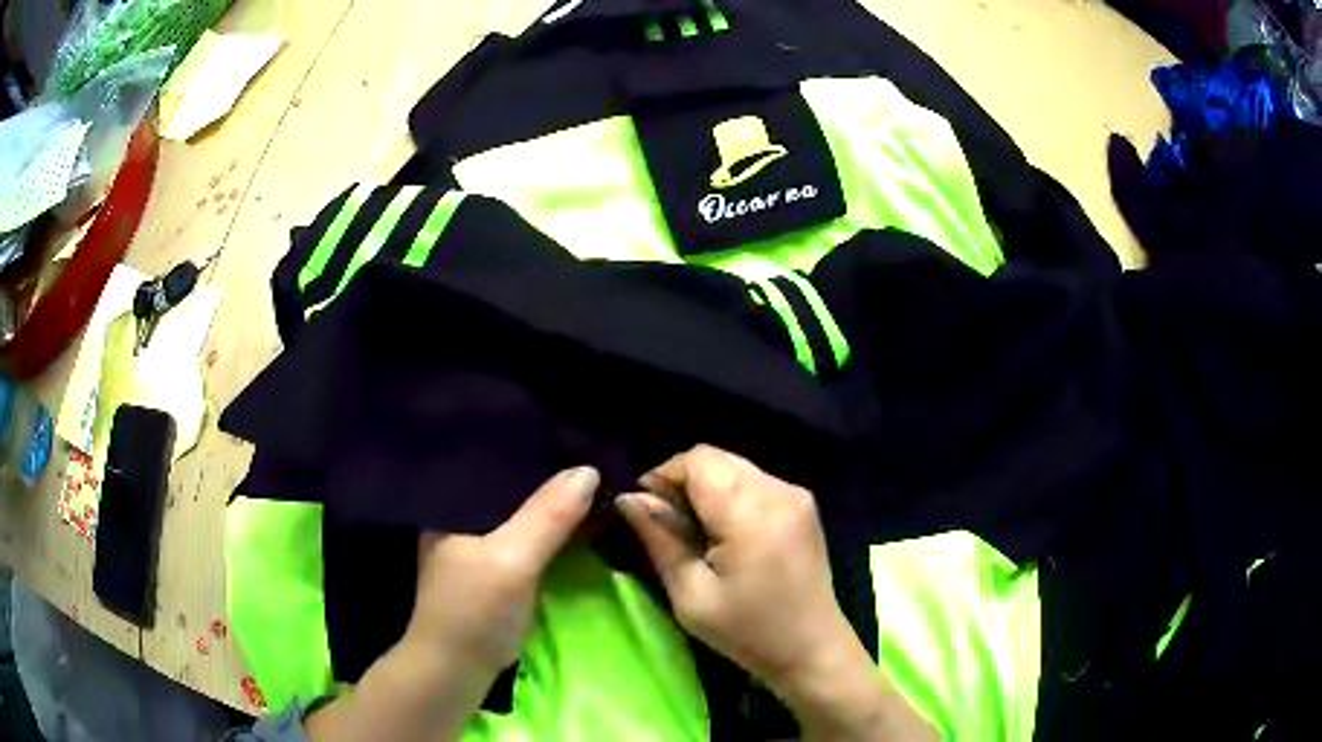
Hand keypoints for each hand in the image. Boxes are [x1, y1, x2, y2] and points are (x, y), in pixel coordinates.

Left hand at [308, 466, 598, 741]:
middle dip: (547, 468)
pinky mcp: (494, 559)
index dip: (531, 440)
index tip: (573, 425)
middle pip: (510, 479)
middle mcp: (462, 511)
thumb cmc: (474, 610)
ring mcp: (478, 536)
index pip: (492, 454)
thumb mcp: (512, 560)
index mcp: (453, 500)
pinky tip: (576, 511)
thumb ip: (546, 517)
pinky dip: (550, 522)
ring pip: (521, 505)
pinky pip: (527, 529)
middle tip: (592, 445)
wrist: (458, 667)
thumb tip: (589, 469)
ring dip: (551, 496)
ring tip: (591, 469)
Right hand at [617, 446, 933, 740]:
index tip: (646, 511)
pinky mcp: (803, 504)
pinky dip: (729, 495)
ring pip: (734, 466)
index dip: (663, 476)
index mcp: (752, 513)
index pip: (697, 460)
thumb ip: (659, 539)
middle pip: (716, 458)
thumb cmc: (747, 631)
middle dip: (682, 481)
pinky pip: (754, 481)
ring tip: (695, 531)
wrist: (811, 649)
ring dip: (706, 488)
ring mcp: (796, 495)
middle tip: (667, 524)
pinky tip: (725, 533)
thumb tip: (628, 499)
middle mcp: (779, 491)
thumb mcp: (691, 595)